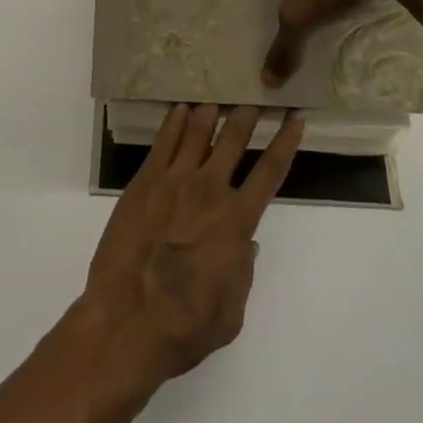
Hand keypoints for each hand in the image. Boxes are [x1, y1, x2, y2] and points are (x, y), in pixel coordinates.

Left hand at [81, 104, 303, 385]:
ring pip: (198, 132)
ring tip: (218, 97)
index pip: (271, 169)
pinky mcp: (144, 181)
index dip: (286, 140)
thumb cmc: (186, 326)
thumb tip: (246, 243)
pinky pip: (164, 141)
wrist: (128, 321)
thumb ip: (243, 271)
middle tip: (254, 95)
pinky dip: (175, 121)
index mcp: (237, 220)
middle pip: (233, 138)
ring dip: (211, 112)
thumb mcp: (232, 311)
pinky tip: (180, 109)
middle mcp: (209, 190)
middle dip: (247, 114)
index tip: (294, 116)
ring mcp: (174, 180)